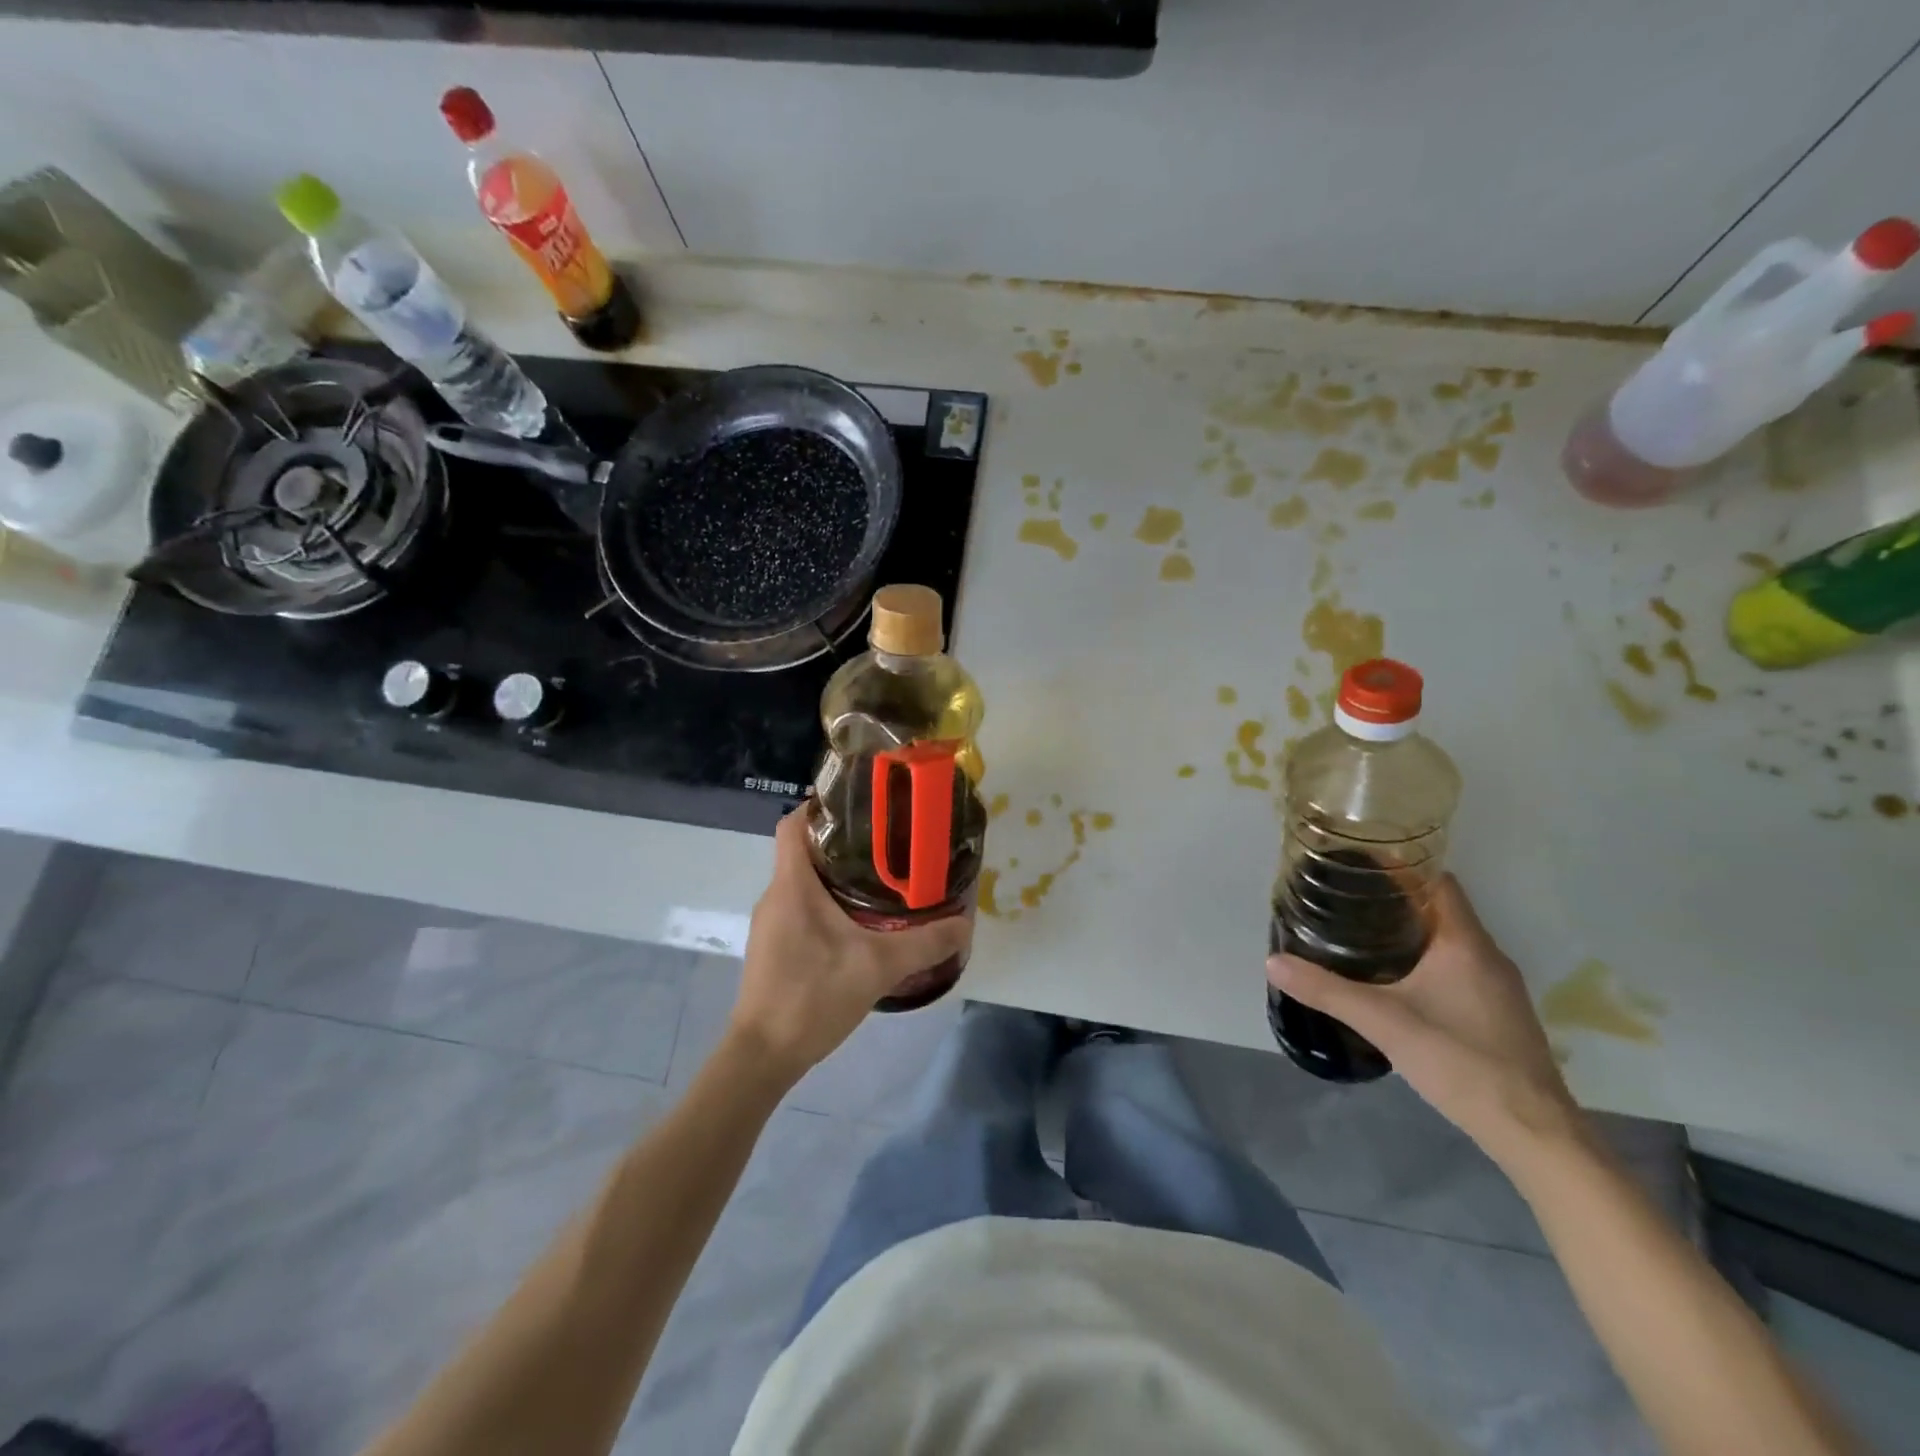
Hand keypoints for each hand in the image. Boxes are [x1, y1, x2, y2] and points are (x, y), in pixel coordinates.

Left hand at [729, 806, 971, 1084]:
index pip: (793, 824)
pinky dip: (826, 903)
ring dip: (836, 875)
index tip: (859, 805)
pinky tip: (858, 924)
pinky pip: (800, 908)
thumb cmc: (812, 997)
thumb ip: (925, 943)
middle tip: (887, 843)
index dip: (820, 806)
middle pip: (803, 850)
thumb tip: (966, 923)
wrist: (763, 1056)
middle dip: (842, 842)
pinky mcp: (774, 947)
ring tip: (881, 880)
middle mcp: (776, 896)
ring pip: (803, 882)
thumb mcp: (878, 967)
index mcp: (792, 886)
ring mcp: (771, 923)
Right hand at [1266, 874, 1581, 1167]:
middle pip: (1442, 909)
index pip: (1437, 882)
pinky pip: (1460, 969)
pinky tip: (1398, 982)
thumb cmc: (1460, 1060)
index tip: (1360, 865)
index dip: (1401, 867)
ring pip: (1452, 941)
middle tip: (1349, 900)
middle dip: (1397, 900)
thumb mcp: (1383, 1022)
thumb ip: (1327, 990)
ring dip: (1414, 932)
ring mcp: (1500, 988)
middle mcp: (1489, 956)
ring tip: (1364, 935)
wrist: (1534, 1132)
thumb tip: (1274, 962)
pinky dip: (1429, 961)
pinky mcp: (1501, 1015)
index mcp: (1465, 943)